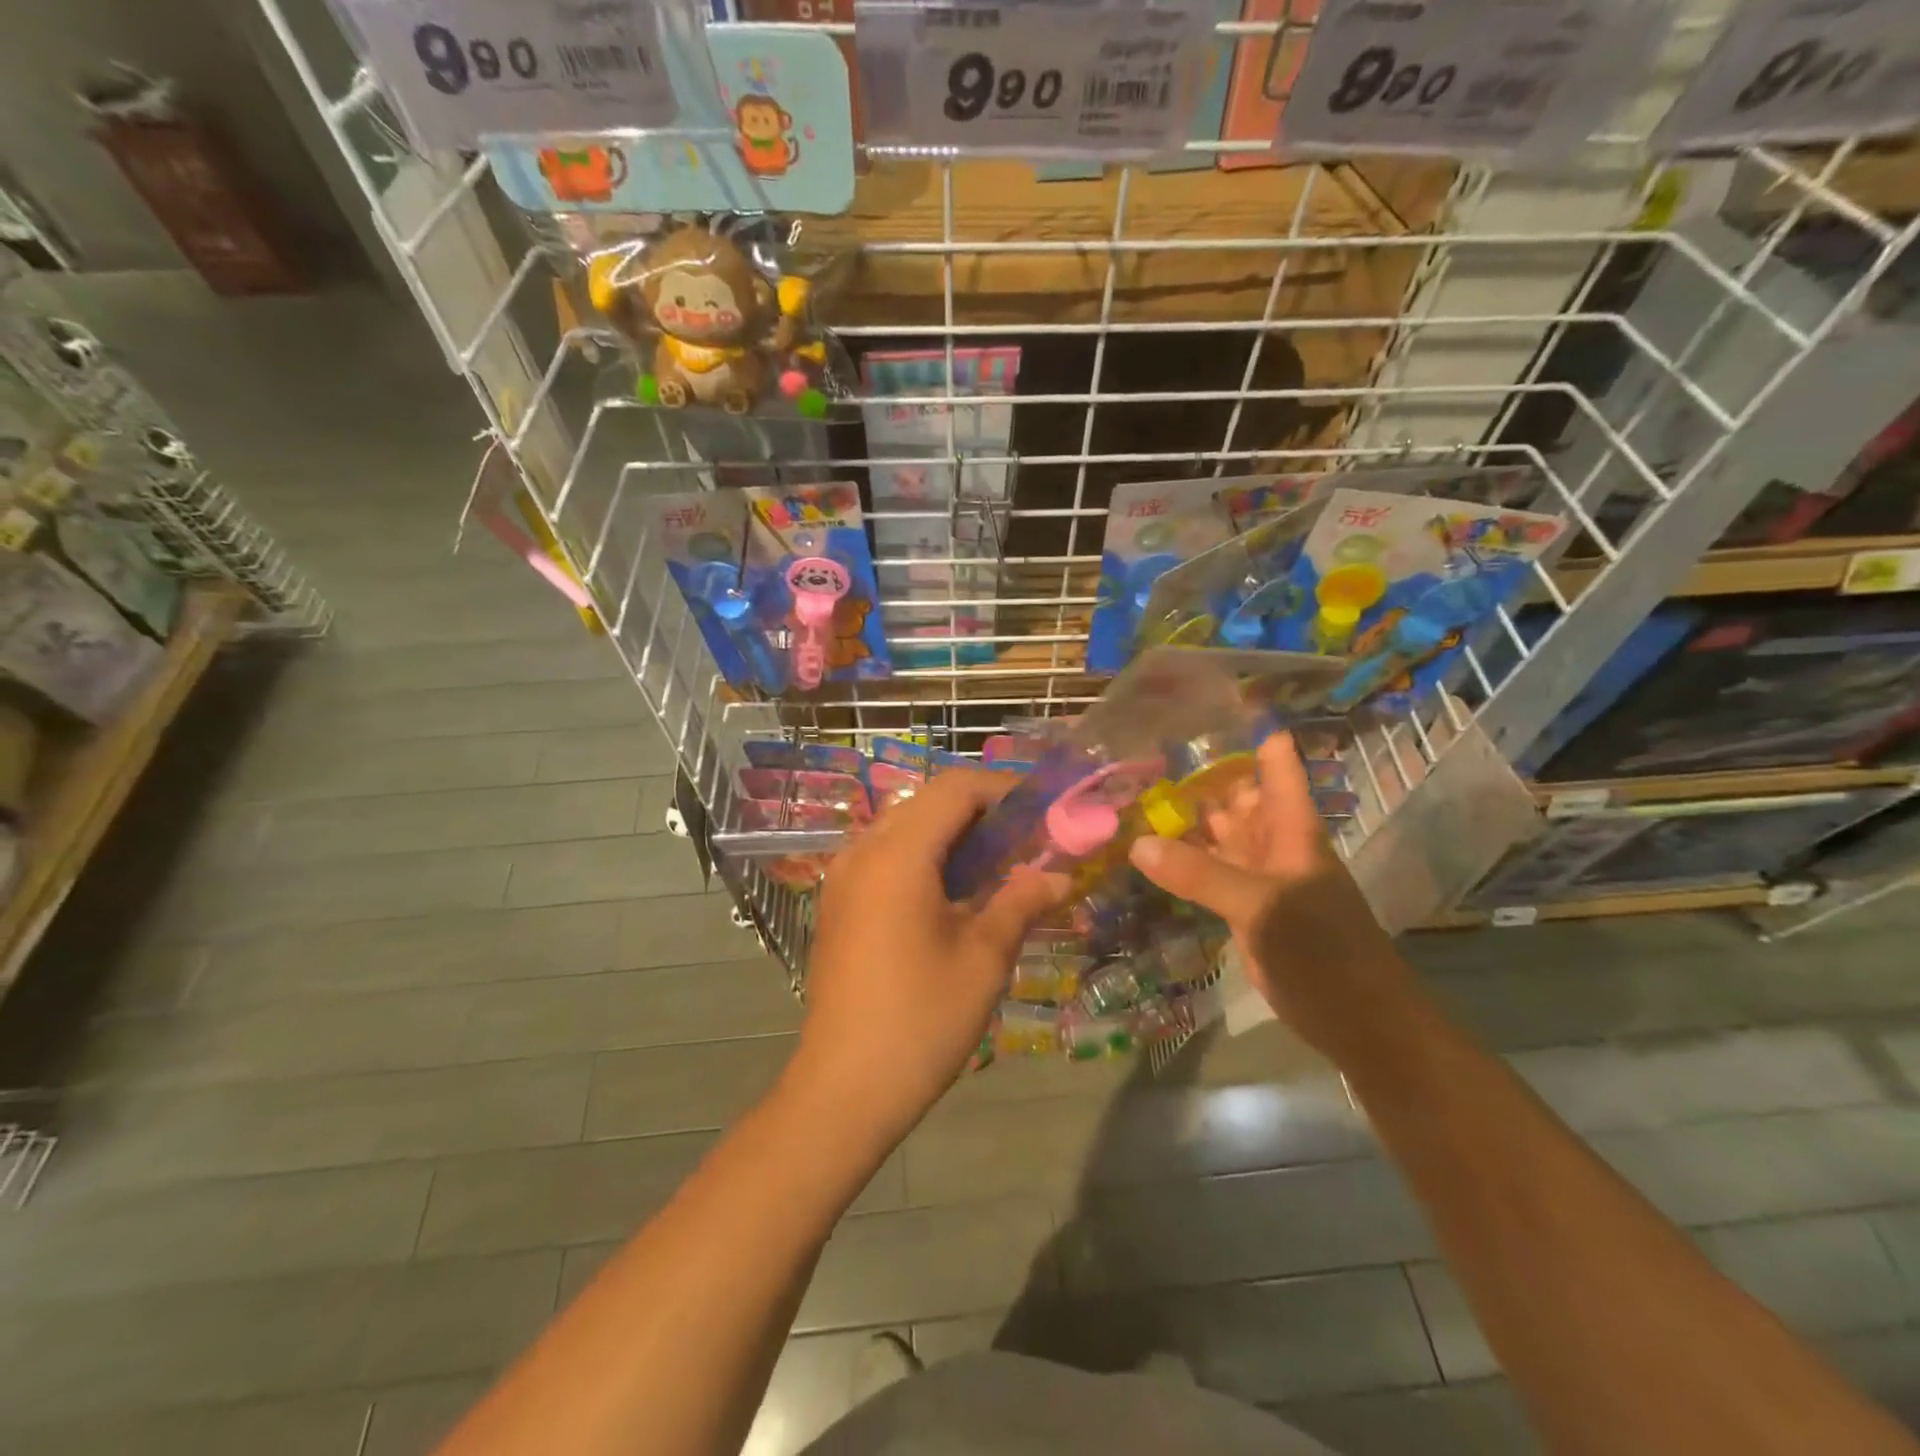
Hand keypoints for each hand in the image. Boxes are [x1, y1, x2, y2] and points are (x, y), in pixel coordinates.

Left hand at [788, 769, 1065, 1143]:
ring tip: (997, 867)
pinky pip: (886, 855)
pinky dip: (925, 856)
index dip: (1004, 790)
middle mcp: (863, 851)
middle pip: (928, 802)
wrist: (843, 1088)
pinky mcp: (838, 902)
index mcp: (898, 855)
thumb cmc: (920, 1020)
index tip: (1044, 811)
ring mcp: (843, 876)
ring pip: (905, 826)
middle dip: (981, 812)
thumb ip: (1021, 903)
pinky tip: (954, 894)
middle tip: (1027, 841)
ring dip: (953, 834)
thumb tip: (1058, 877)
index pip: (955, 789)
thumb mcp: (983, 959)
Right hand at [1127, 733, 1402, 1051]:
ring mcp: (1259, 877)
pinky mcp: (1245, 910)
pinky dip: (1183, 863)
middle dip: (1199, 775)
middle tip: (1143, 752)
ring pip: (1220, 835)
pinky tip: (1149, 854)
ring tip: (1135, 794)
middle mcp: (1275, 844)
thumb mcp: (1262, 907)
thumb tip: (1138, 845)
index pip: (1274, 764)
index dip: (1248, 732)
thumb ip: (1200, 876)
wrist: (1358, 1022)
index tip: (1206, 706)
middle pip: (1237, 796)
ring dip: (1186, 819)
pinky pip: (1209, 874)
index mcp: (1292, 828)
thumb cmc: (1324, 953)